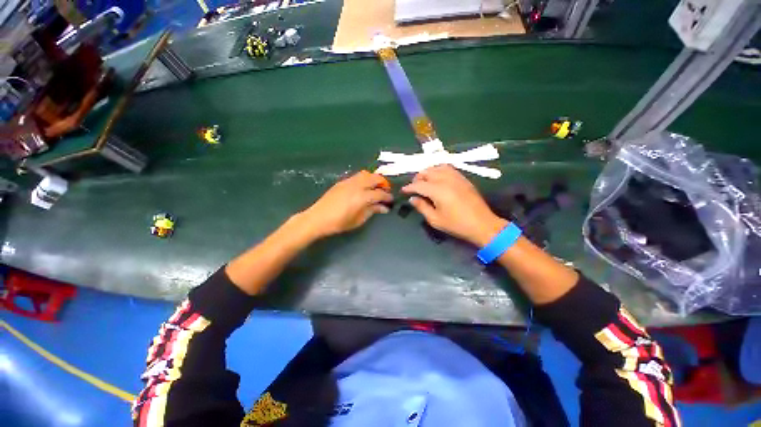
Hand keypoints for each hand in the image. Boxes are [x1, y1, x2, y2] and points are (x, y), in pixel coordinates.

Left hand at [300, 171, 392, 238]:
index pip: (380, 193)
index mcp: (362, 197)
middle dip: (383, 184)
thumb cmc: (339, 223)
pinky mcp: (342, 182)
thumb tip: (384, 208)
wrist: (318, 218)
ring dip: (374, 179)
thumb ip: (373, 211)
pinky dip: (365, 179)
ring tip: (375, 188)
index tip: (391, 200)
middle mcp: (357, 185)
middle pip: (375, 178)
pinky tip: (364, 187)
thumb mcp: (359, 220)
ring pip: (366, 174)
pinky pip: (357, 176)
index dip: (388, 197)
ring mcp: (349, 181)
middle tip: (385, 192)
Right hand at [401, 165, 506, 246]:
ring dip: (428, 172)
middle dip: (417, 178)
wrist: (482, 224)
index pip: (419, 185)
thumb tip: (413, 199)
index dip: (409, 187)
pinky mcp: (463, 179)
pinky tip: (438, 178)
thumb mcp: (435, 220)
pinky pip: (448, 168)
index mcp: (438, 190)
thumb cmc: (457, 224)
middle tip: (414, 187)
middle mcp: (446, 180)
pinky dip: (439, 170)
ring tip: (424, 181)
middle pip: (427, 172)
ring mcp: (456, 177)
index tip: (403, 191)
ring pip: (437, 167)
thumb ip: (422, 207)